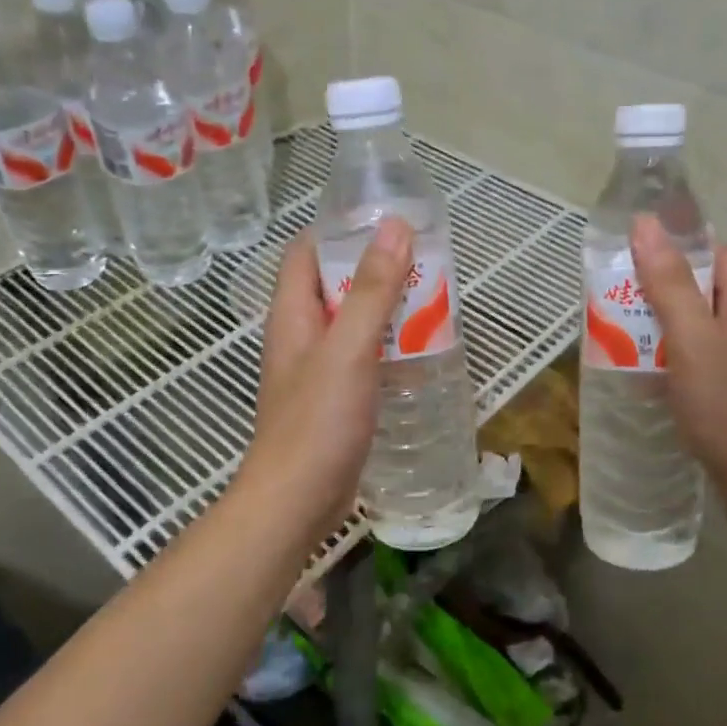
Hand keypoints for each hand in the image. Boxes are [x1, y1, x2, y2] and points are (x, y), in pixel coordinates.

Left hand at [233, 218, 413, 545]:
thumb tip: (394, 226)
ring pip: (353, 324)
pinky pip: (363, 358)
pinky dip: (389, 347)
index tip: (387, 223)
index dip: (340, 230)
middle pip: (335, 285)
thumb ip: (372, 290)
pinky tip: (421, 352)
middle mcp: (301, 335)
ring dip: (387, 311)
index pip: (306, 252)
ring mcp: (317, 370)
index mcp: (293, 314)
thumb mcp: (348, 349)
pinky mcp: (335, 399)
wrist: (296, 502)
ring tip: (432, 301)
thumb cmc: (317, 422)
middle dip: (376, 270)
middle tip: (425, 263)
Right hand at [629, 214, 726, 514]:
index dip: (679, 245)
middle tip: (615, 294)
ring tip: (616, 330)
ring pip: (694, 328)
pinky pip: (693, 361)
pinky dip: (666, 359)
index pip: (717, 254)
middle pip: (702, 290)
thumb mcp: (692, 338)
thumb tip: (646, 224)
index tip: (634, 251)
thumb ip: (669, 283)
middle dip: (659, 288)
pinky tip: (640, 372)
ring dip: (658, 326)